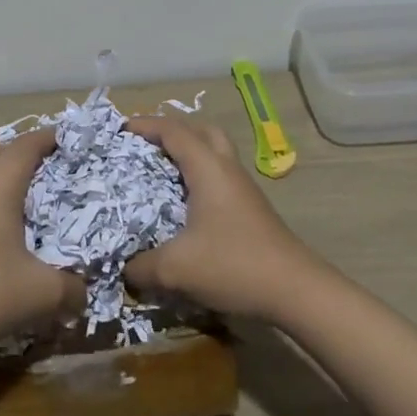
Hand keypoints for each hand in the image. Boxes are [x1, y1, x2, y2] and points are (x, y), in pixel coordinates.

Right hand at [122, 116, 322, 320]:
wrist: (296, 290)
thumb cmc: (234, 265)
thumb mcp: (176, 269)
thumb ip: (142, 267)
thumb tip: (122, 268)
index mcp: (208, 168)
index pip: (174, 131)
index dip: (146, 125)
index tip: (120, 129)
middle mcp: (227, 169)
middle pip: (202, 131)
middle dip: (173, 131)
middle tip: (147, 144)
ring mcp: (243, 189)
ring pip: (215, 154)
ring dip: (190, 153)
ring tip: (162, 171)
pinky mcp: (251, 209)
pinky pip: (220, 177)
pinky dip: (200, 177)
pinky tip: (185, 205)